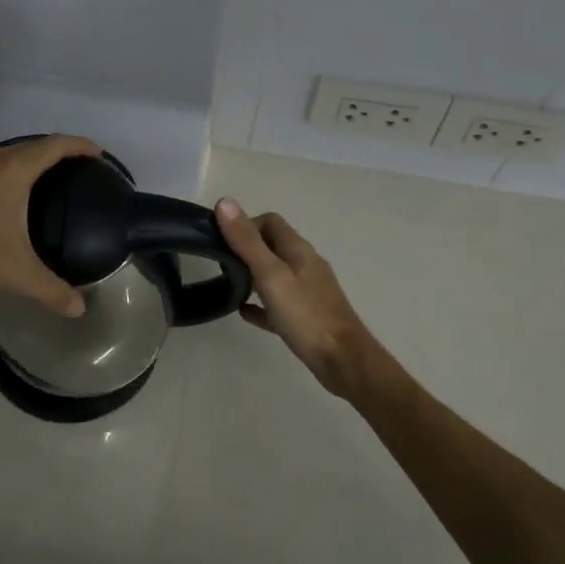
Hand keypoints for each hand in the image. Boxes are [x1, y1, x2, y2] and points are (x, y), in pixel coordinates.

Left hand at [0, 134, 101, 316]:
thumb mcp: (15, 272)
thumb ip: (50, 289)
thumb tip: (80, 309)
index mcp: (13, 170)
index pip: (55, 145)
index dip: (80, 146)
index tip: (98, 153)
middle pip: (32, 146)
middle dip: (57, 152)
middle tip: (76, 168)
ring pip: (7, 155)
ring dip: (29, 160)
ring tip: (46, 179)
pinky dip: (8, 172)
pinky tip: (6, 196)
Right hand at [215, 201, 375, 393]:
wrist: (343, 361)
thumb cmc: (306, 315)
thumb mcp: (271, 275)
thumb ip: (247, 242)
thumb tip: (225, 202)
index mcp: (298, 250)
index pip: (270, 222)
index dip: (245, 225)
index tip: (222, 241)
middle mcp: (305, 265)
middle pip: (272, 246)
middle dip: (245, 249)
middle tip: (220, 263)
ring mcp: (307, 291)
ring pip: (275, 274)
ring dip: (252, 275)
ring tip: (227, 285)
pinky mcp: (306, 317)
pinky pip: (277, 303)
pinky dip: (260, 303)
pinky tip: (244, 312)